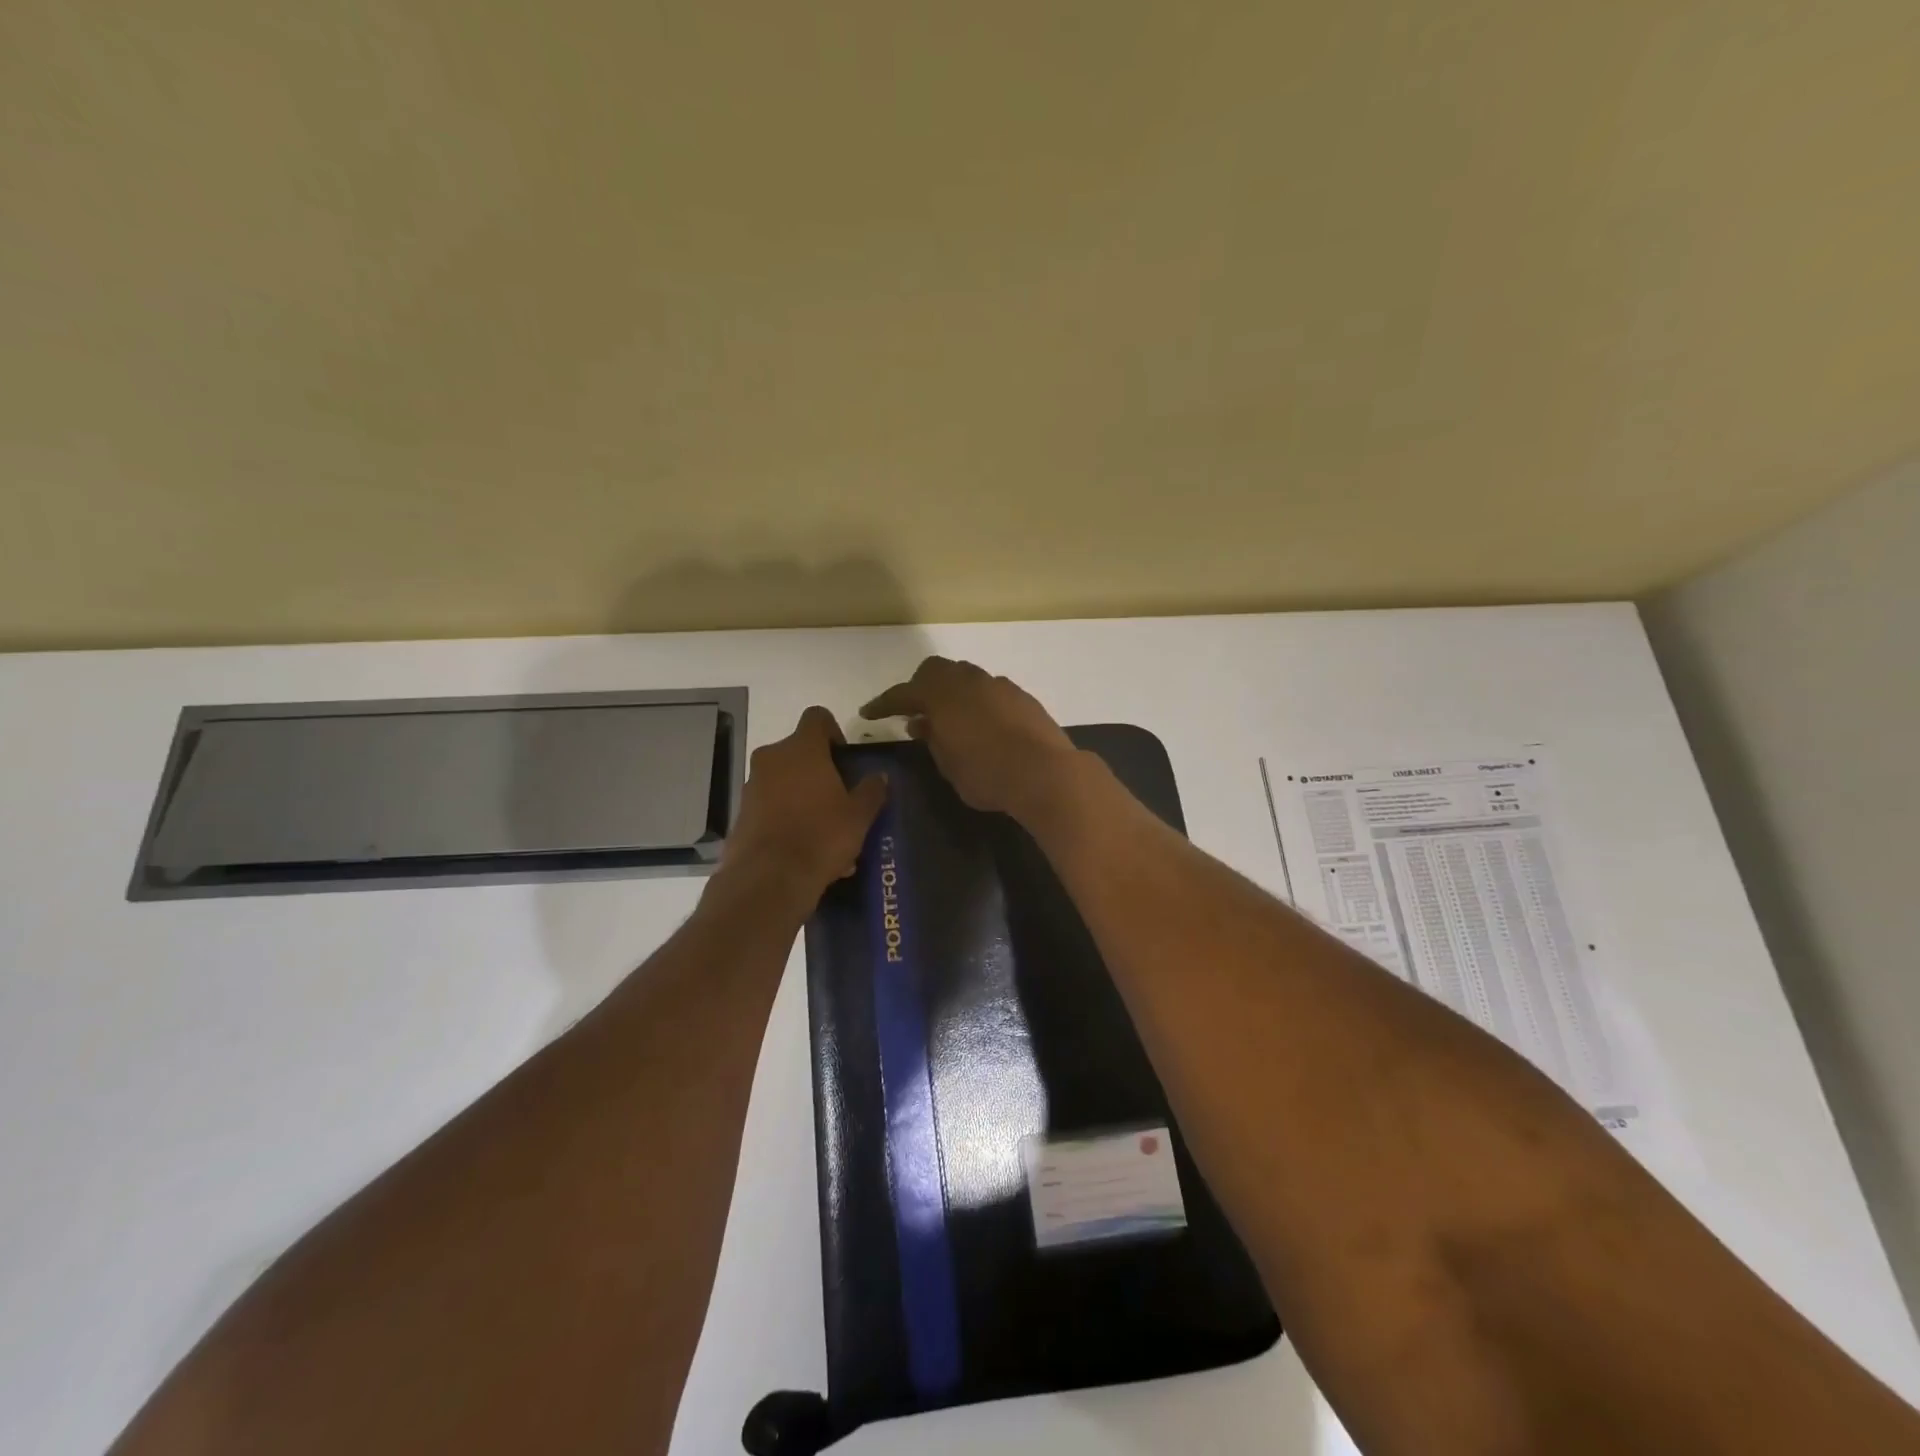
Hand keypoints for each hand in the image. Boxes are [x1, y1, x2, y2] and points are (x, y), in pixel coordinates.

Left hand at [722, 706, 887, 910]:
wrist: (768, 879)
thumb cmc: (821, 836)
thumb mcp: (859, 815)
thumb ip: (871, 791)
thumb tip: (879, 776)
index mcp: (802, 748)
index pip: (817, 717)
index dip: (833, 731)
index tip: (844, 758)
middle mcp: (772, 758)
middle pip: (799, 751)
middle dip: (819, 770)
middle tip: (839, 798)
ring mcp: (752, 785)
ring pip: (784, 781)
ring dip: (803, 796)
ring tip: (825, 831)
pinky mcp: (741, 813)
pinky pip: (770, 806)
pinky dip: (786, 817)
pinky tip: (805, 849)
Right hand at [860, 657, 1080, 823]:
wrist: (1046, 773)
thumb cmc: (988, 774)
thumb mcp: (948, 765)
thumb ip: (932, 740)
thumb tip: (921, 723)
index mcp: (942, 695)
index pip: (903, 693)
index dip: (883, 704)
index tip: (868, 713)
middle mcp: (969, 681)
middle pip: (935, 671)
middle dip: (920, 687)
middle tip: (914, 712)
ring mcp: (998, 685)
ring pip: (965, 677)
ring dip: (950, 692)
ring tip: (948, 719)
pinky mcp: (1021, 696)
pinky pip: (988, 690)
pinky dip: (975, 701)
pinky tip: (980, 724)